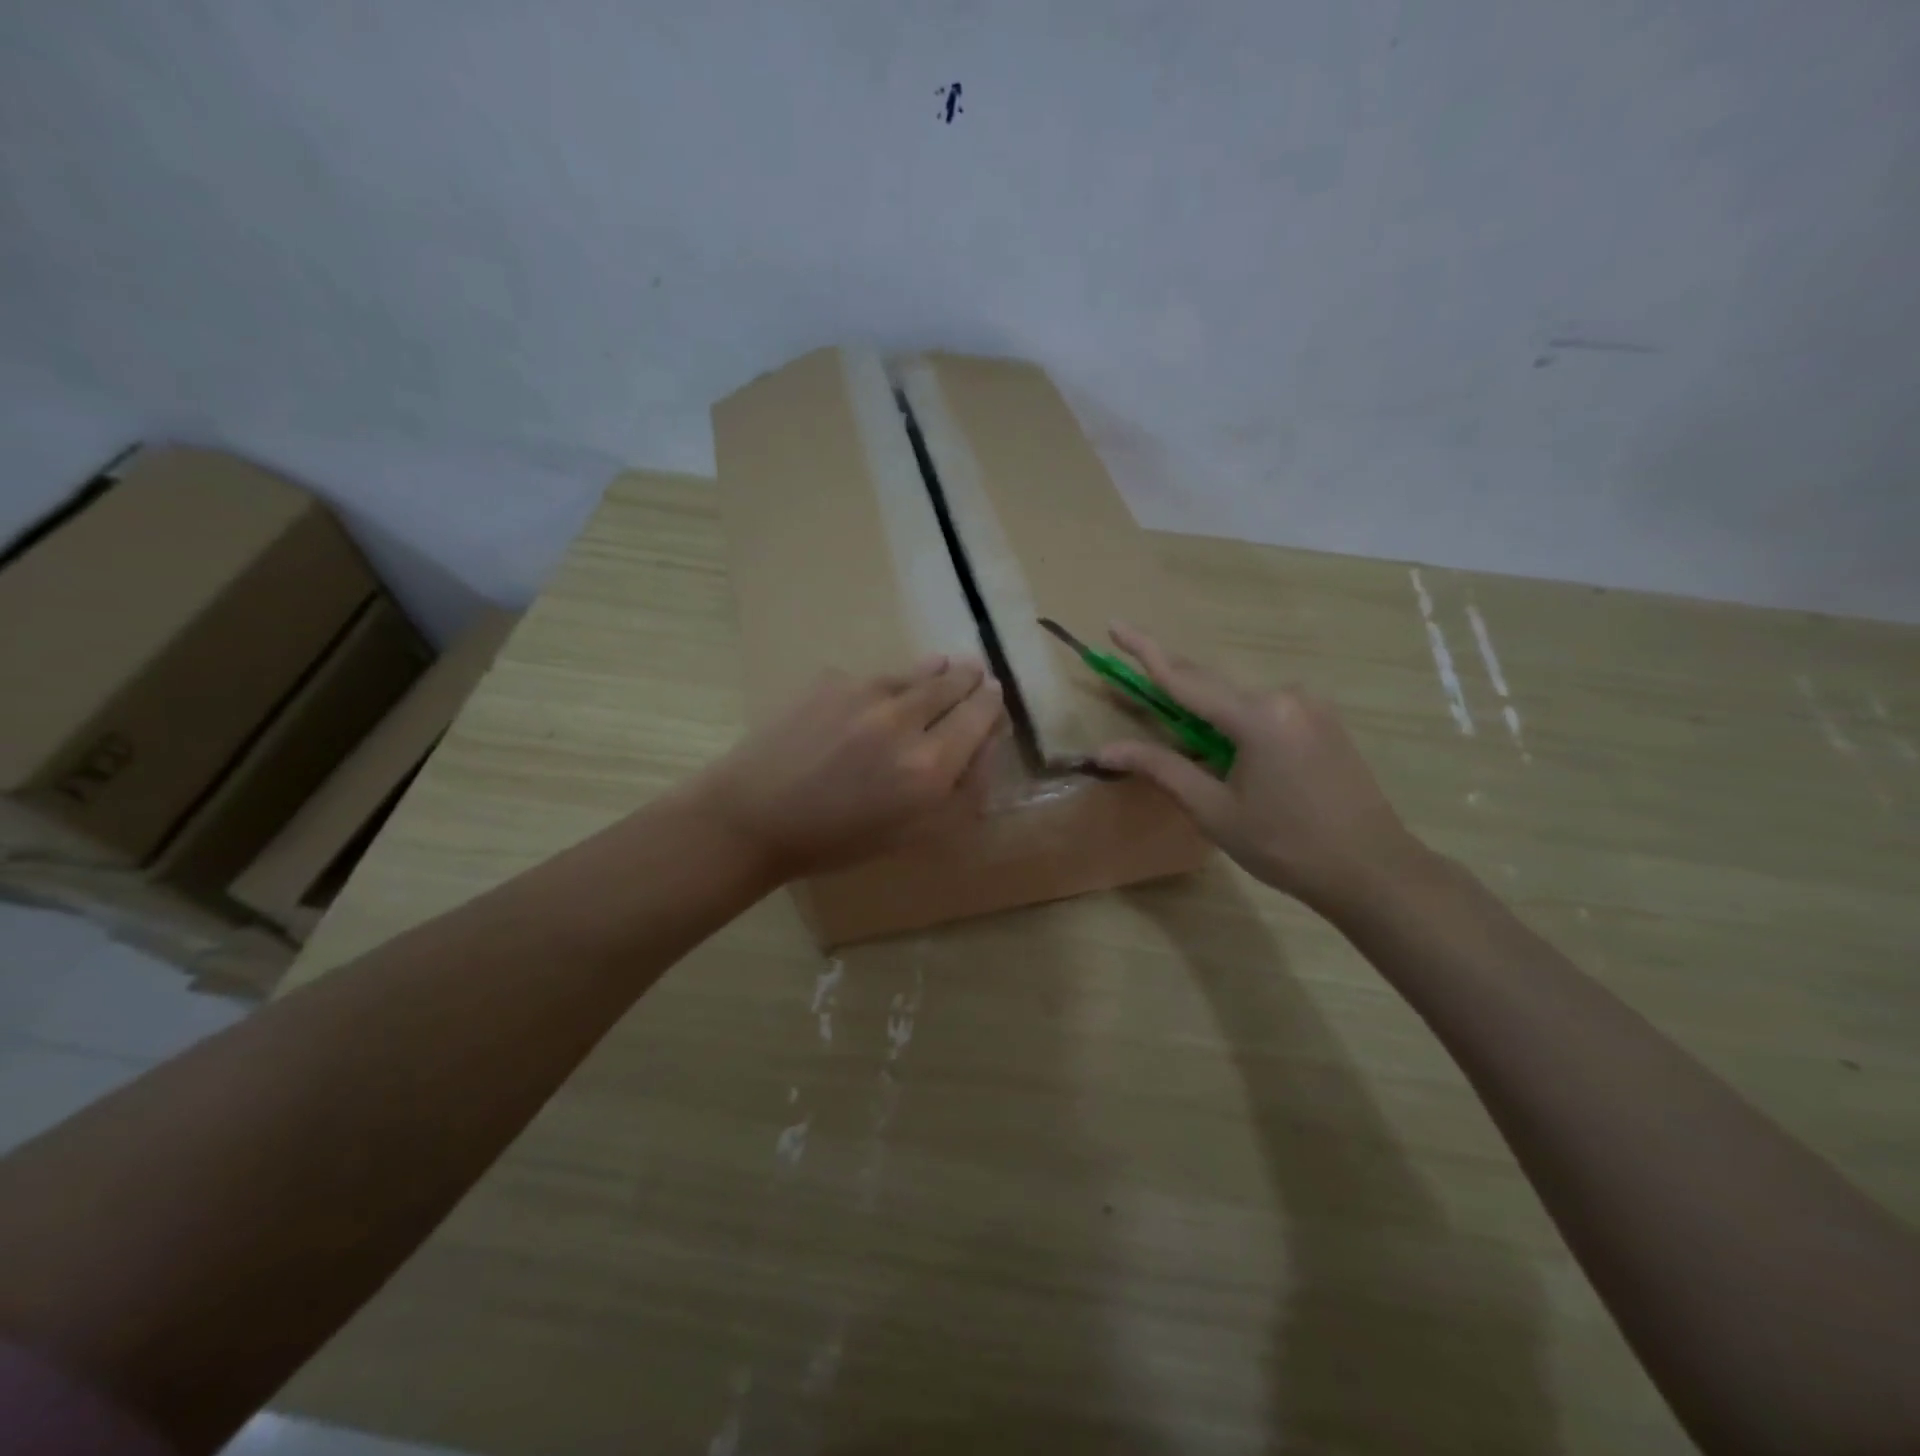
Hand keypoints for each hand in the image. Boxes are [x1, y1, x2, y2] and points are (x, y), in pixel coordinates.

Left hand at [697, 655, 1004, 881]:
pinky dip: (892, 681)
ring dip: (938, 670)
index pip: (980, 717)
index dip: (992, 704)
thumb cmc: (837, 839)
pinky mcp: (832, 681)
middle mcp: (904, 721)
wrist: (754, 816)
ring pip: (917, 672)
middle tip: (978, 672)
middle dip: (971, 678)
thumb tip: (984, 747)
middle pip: (954, 684)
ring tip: (948, 665)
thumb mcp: (911, 834)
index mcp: (929, 767)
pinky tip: (887, 691)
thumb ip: (959, 793)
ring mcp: (865, 694)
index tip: (995, 696)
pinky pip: (875, 677)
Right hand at [1093, 624, 1425, 912]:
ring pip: (1239, 698)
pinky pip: (1265, 709)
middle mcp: (1285, 696)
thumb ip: (1161, 768)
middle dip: (1171, 679)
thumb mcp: (1214, 810)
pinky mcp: (1323, 721)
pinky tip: (1230, 750)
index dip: (1144, 651)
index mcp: (1257, 716)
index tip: (1114, 624)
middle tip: (1133, 670)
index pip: (1184, 678)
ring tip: (1183, 738)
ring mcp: (1310, 706)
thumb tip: (1105, 749)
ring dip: (1205, 709)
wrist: (1372, 869)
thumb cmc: (1285, 845)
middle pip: (1212, 683)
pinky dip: (1235, 720)